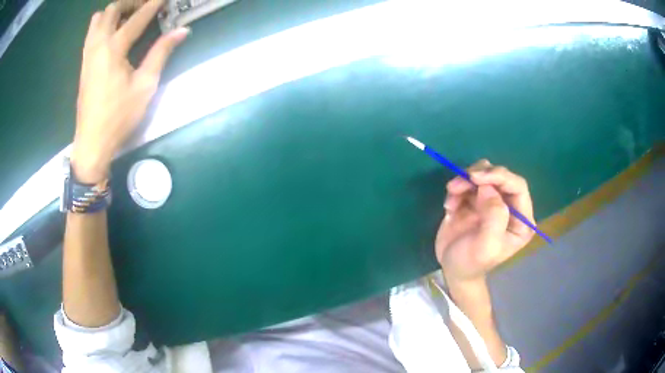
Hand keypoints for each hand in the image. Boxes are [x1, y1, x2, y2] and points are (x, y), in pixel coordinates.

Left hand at [72, 0, 188, 182]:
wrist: (92, 142)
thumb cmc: (119, 116)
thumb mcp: (145, 85)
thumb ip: (161, 53)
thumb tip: (182, 30)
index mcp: (114, 49)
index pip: (137, 17)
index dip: (154, 4)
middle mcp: (98, 45)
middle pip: (112, 10)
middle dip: (130, 3)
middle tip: (146, 6)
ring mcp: (88, 54)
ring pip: (98, 19)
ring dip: (114, 12)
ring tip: (128, 16)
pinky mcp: (84, 63)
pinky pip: (92, 33)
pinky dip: (104, 24)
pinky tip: (113, 32)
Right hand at [435, 160, 534, 285]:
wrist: (452, 269)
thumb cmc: (472, 262)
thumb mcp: (486, 246)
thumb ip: (494, 216)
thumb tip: (488, 187)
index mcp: (521, 219)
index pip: (518, 186)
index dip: (500, 177)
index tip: (476, 178)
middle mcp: (510, 206)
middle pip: (500, 176)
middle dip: (480, 176)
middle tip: (460, 183)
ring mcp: (492, 201)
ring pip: (483, 174)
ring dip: (465, 181)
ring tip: (452, 194)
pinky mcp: (475, 199)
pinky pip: (468, 182)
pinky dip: (457, 189)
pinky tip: (450, 207)